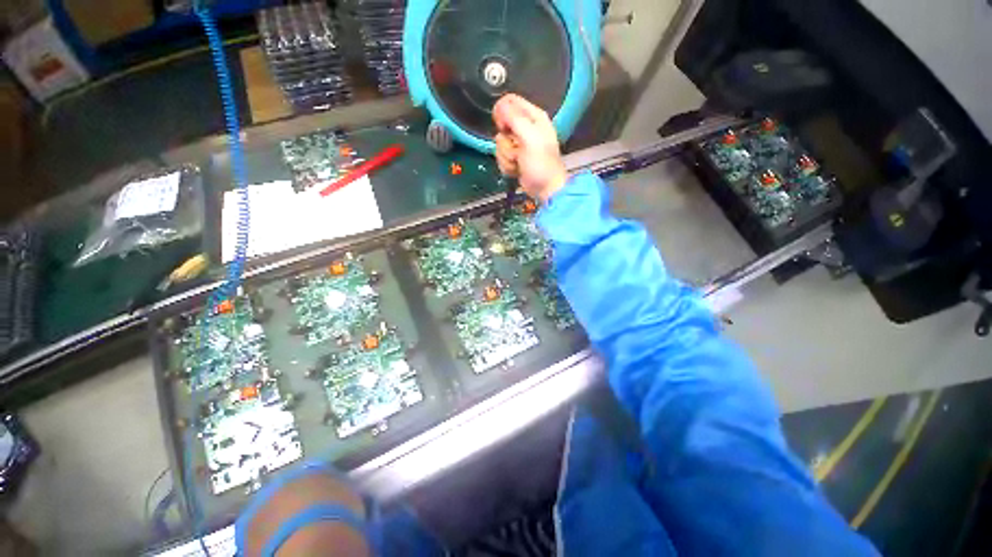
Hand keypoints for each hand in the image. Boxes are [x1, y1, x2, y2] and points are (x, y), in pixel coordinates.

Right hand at [493, 94, 567, 202]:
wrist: (545, 188)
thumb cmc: (542, 164)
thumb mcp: (530, 138)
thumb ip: (515, 119)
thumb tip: (499, 105)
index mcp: (534, 117)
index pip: (509, 102)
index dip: (502, 114)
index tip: (504, 128)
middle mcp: (526, 128)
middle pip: (501, 125)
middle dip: (505, 142)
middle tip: (517, 150)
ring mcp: (519, 144)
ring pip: (500, 143)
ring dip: (506, 157)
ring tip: (519, 162)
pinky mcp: (514, 157)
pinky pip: (501, 156)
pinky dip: (507, 165)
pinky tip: (517, 169)